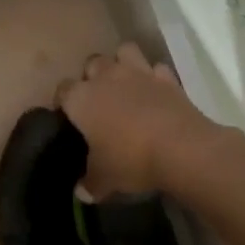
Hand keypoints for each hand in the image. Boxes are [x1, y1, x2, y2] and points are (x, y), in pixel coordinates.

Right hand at [56, 42, 232, 200]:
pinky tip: (156, 93)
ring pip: (124, 52)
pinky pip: (156, 68)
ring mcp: (138, 73)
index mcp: (81, 98)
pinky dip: (155, 77)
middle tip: (99, 99)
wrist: (182, 149)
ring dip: (122, 63)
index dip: (63, 102)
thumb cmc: (131, 160)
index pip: (62, 90)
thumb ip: (90, 182)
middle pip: (92, 63)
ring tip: (126, 84)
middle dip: (92, 76)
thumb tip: (81, 192)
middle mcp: (105, 77)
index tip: (68, 116)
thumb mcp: (105, 178)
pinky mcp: (167, 78)